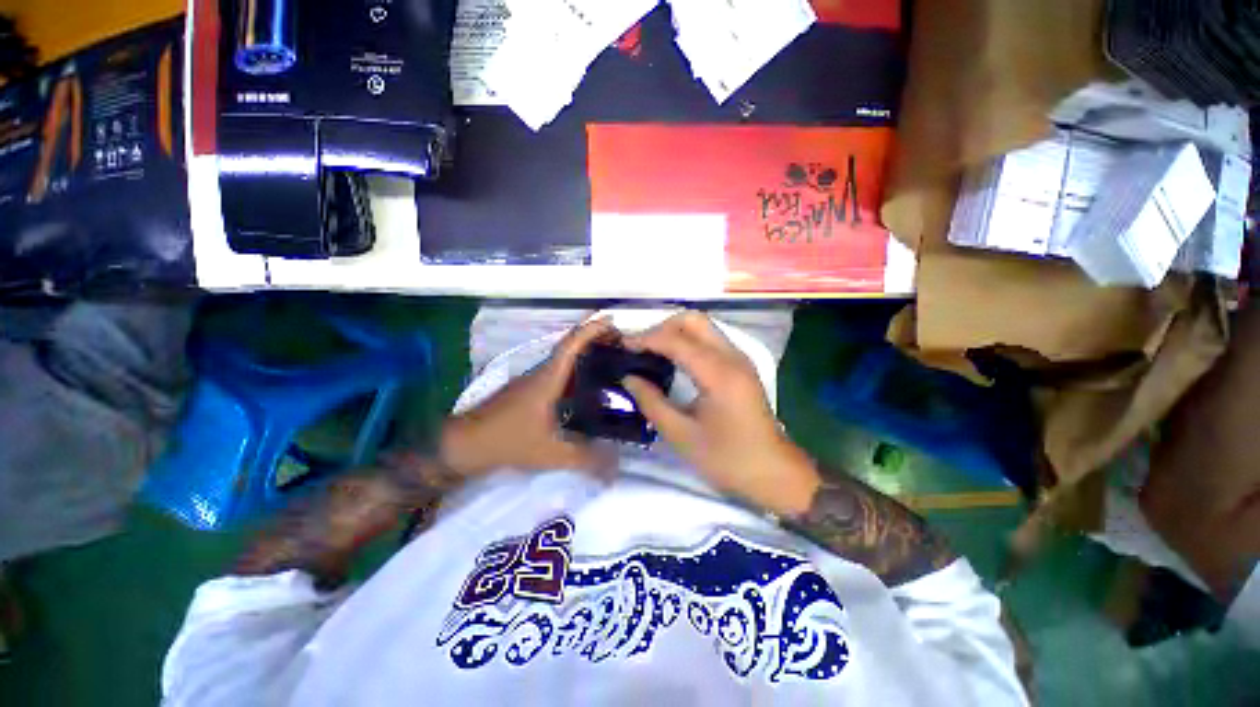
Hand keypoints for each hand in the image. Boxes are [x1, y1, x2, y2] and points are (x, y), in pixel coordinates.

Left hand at [439, 317, 616, 477]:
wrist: (465, 443)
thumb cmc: (507, 440)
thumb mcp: (550, 453)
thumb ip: (585, 459)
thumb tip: (616, 467)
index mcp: (549, 378)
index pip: (571, 345)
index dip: (592, 330)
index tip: (613, 322)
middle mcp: (543, 373)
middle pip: (572, 346)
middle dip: (596, 338)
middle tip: (623, 343)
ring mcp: (536, 380)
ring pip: (566, 359)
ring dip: (588, 352)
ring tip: (614, 358)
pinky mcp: (533, 390)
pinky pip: (562, 372)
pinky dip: (579, 368)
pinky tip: (591, 383)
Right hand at [621, 312, 820, 516]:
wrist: (774, 474)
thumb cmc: (727, 459)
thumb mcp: (681, 435)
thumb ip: (651, 401)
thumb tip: (628, 377)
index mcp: (719, 373)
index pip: (676, 340)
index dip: (645, 339)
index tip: (621, 346)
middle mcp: (732, 356)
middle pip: (693, 320)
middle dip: (662, 327)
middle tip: (639, 348)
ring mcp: (739, 358)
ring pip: (703, 326)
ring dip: (674, 332)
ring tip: (650, 352)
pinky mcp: (741, 366)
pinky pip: (710, 339)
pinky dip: (687, 341)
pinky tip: (672, 359)